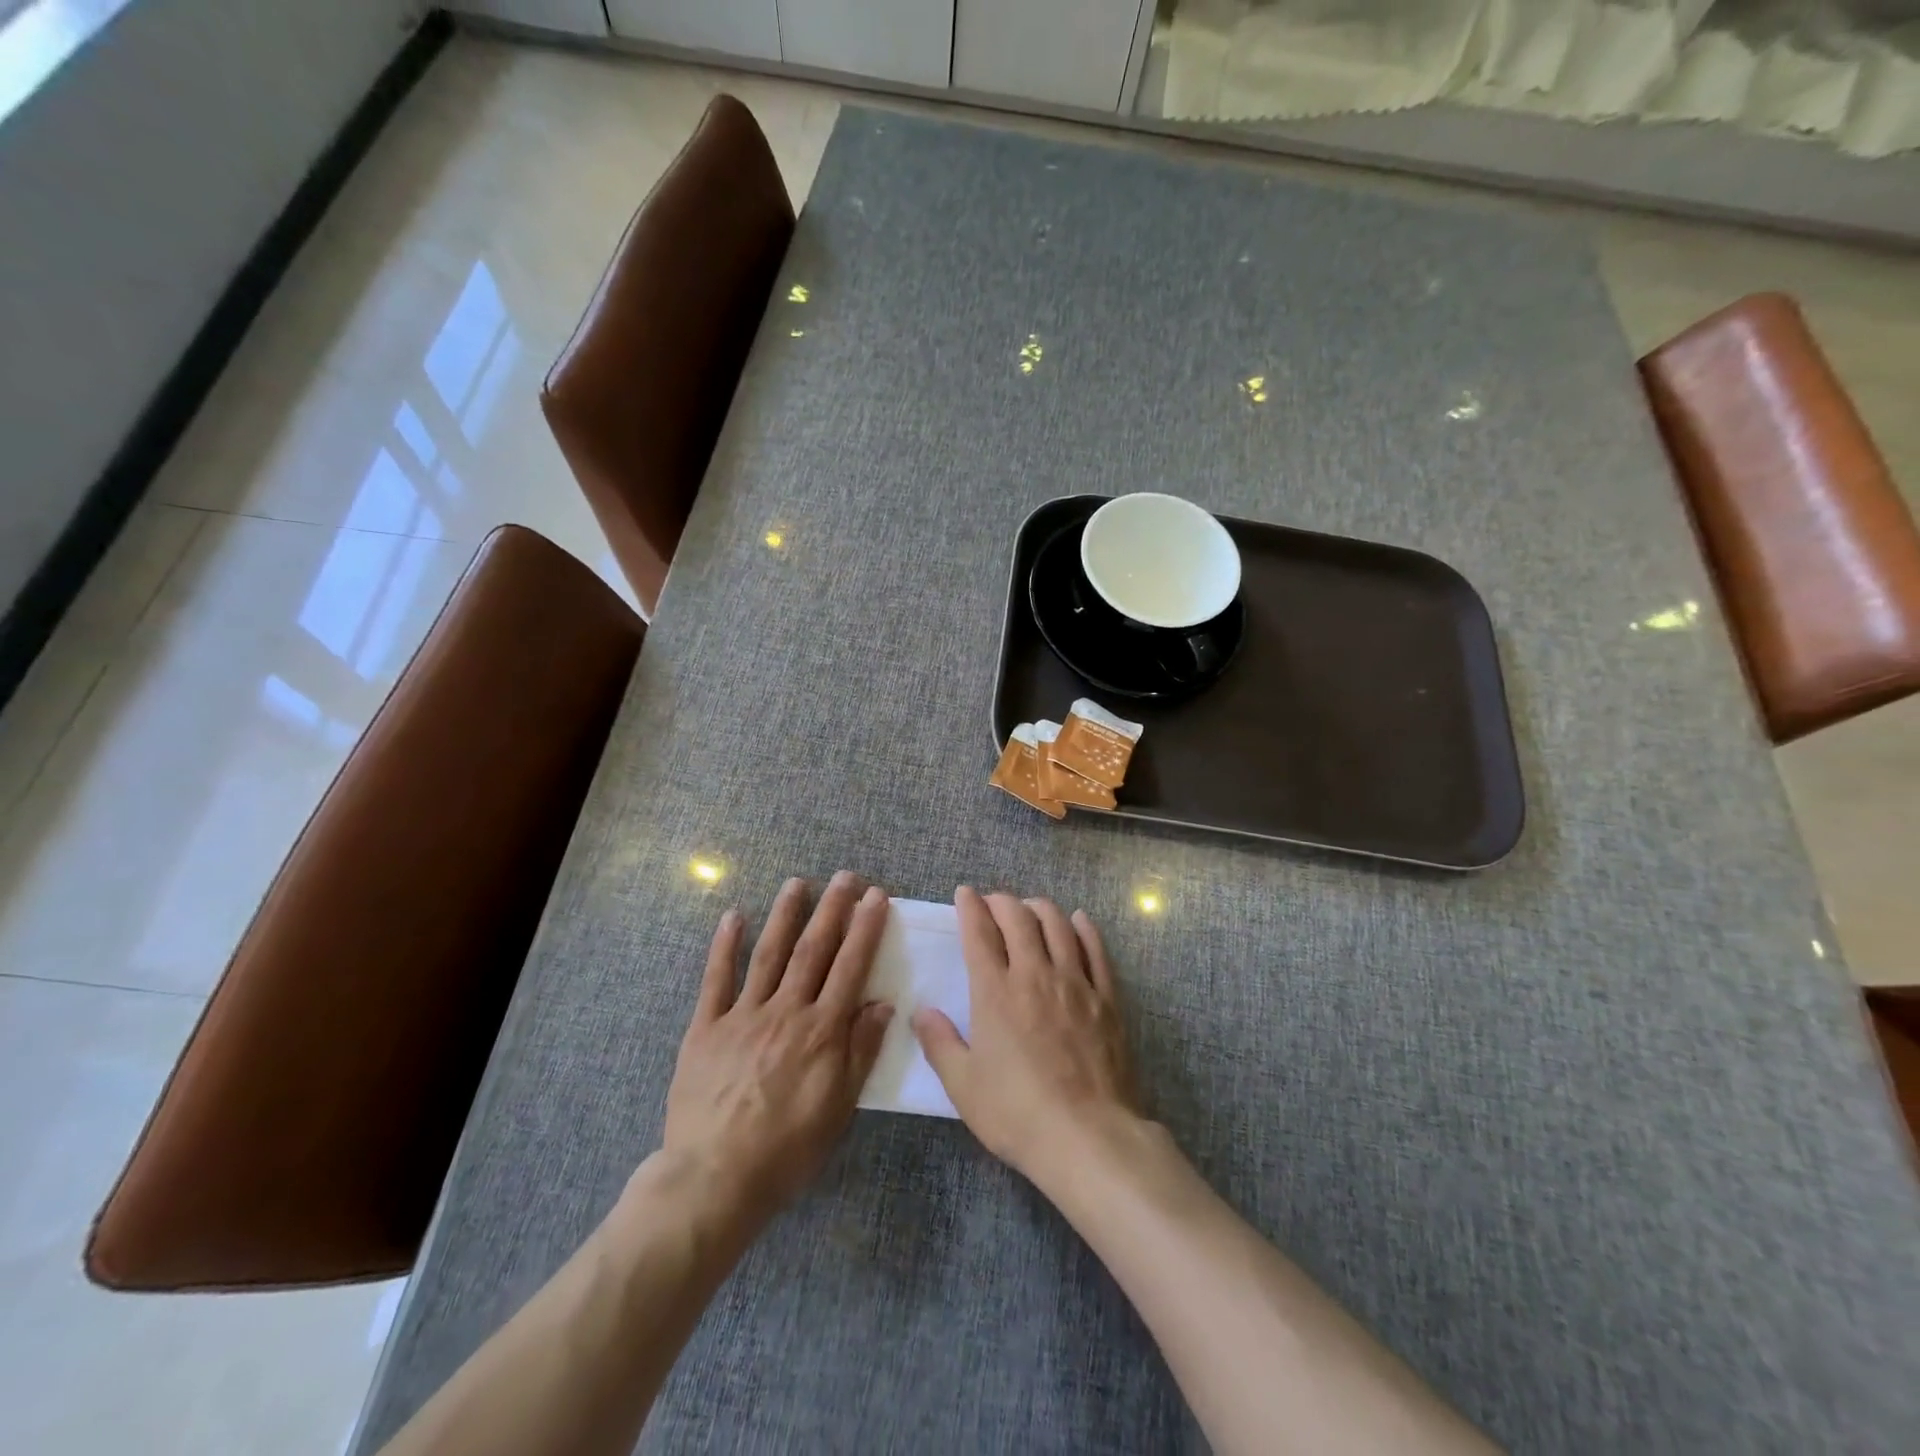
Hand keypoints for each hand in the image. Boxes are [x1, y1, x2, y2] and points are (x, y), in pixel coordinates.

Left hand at [660, 873, 892, 1220]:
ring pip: (768, 954)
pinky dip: (724, 946)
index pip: (849, 967)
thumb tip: (883, 1003)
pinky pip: (715, 980)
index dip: (865, 929)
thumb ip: (861, 1051)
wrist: (714, 1179)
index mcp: (821, 1031)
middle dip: (831, 910)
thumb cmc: (787, 1150)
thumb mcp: (839, 1108)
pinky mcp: (705, 1028)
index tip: (876, 896)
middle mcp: (785, 1011)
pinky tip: (733, 917)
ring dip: (785, 915)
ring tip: (797, 883)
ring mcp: (742, 1015)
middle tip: (844, 877)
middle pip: (813, 950)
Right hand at [912, 887, 1139, 1183]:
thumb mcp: (963, 1086)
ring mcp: (1075, 983)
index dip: (970, 907)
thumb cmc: (1017, 1113)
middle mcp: (1035, 975)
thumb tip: (921, 1011)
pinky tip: (1078, 920)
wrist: (1087, 1136)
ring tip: (1030, 908)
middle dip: (1002, 901)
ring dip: (1040, 908)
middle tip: (993, 902)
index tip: (965, 893)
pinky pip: (1095, 950)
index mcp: (995, 993)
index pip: (979, 933)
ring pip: (1058, 925)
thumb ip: (939, 1043)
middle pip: (1018, 918)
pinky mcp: (1106, 998)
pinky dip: (1084, 928)